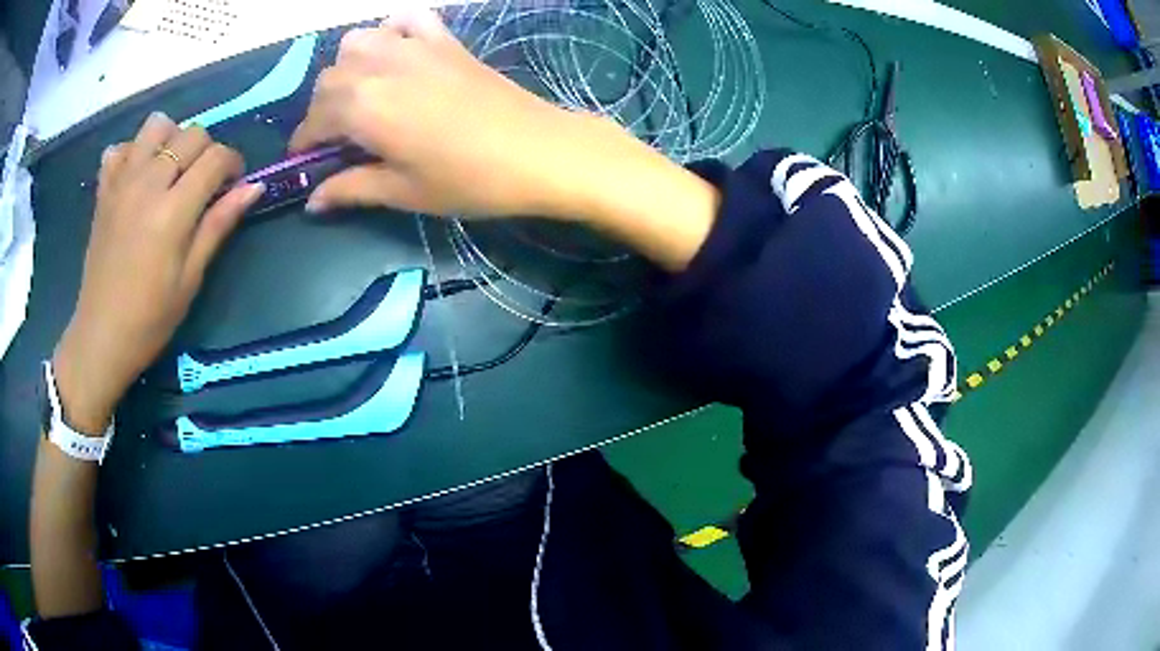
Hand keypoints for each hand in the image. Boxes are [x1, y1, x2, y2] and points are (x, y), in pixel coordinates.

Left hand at [53, 113, 262, 432]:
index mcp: (172, 211)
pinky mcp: (104, 191)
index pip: (215, 158)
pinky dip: (133, 152)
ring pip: (156, 126)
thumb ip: (218, 225)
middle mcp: (147, 184)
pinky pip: (120, 147)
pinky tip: (137, 176)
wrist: (101, 337)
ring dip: (171, 138)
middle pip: (191, 134)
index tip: (233, 184)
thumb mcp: (190, 279)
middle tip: (203, 183)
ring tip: (170, 168)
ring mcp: (122, 183)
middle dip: (206, 151)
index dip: (232, 164)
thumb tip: (253, 188)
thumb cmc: (150, 319)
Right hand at [289, 9, 605, 218]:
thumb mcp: (403, 192)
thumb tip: (313, 201)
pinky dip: (392, 31)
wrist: (538, 151)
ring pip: (357, 42)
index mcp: (363, 107)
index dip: (304, 143)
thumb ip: (351, 189)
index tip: (306, 160)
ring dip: (347, 66)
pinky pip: (408, 19)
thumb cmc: (468, 179)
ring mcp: (414, 46)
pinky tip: (397, 55)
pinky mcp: (445, 40)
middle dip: (321, 109)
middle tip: (337, 138)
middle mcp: (379, 66)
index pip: (314, 119)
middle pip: (328, 78)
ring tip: (361, 95)